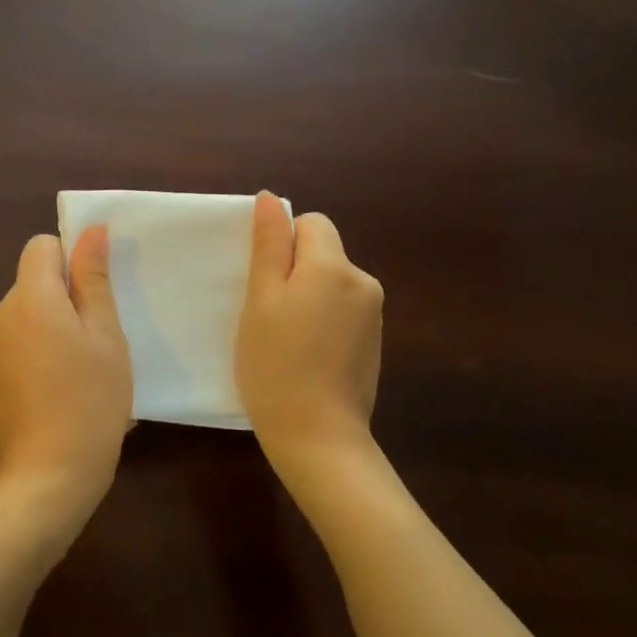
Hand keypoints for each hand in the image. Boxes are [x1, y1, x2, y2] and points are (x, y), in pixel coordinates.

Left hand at [0, 226, 132, 515]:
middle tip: (98, 341)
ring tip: (82, 371)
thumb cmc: (90, 399)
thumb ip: (93, 277)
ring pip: (27, 315)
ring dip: (53, 328)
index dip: (70, 260)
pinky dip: (38, 354)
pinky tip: (60, 392)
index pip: (41, 246)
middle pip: (34, 282)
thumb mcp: (105, 335)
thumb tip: (90, 229)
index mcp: (28, 298)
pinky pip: (17, 344)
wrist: (48, 476)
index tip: (95, 297)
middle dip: (65, 298)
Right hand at [236, 191, 383, 465]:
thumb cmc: (276, 365)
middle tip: (268, 315)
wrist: (319, 438)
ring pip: (331, 282)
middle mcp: (363, 281)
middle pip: (324, 252)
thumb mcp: (261, 300)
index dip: (282, 244)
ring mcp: (374, 314)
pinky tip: (307, 356)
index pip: (311, 223)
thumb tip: (271, 197)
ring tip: (285, 339)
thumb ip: (270, 245)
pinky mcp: (375, 342)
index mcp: (334, 266)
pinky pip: (343, 310)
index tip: (264, 283)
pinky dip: (324, 321)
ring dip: (308, 297)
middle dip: (295, 272)